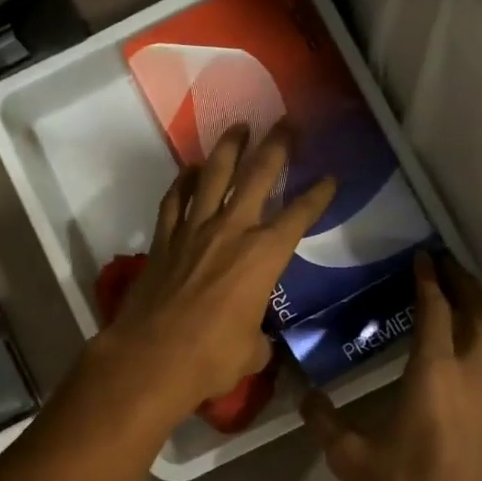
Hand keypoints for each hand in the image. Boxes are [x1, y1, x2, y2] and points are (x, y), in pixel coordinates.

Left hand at [97, 127, 334, 419]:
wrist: (151, 357)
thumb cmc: (211, 357)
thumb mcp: (252, 352)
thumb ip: (259, 337)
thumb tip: (256, 339)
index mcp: (264, 255)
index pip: (299, 215)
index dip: (318, 195)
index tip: (330, 177)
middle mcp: (232, 230)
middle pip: (258, 175)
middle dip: (277, 145)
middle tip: (288, 122)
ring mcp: (193, 229)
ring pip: (213, 175)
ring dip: (229, 147)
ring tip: (239, 126)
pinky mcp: (163, 238)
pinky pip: (175, 199)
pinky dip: (183, 181)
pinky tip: (190, 170)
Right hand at [301, 252, 481, 480]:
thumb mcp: (354, 462)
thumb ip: (326, 424)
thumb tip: (304, 396)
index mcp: (435, 373)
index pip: (436, 310)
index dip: (427, 280)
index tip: (420, 256)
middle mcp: (472, 374)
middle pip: (478, 311)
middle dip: (462, 282)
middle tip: (442, 262)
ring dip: (476, 307)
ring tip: (455, 294)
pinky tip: (463, 347)